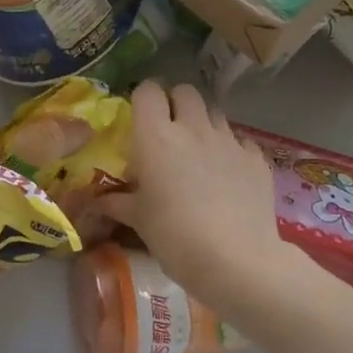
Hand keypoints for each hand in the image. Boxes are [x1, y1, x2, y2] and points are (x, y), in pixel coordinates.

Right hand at [98, 81, 287, 315]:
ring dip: (203, 123)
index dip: (144, 98)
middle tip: (169, 130)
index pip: (148, 91)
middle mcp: (192, 128)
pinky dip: (231, 150)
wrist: (237, 261)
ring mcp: (228, 140)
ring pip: (214, 112)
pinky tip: (228, 174)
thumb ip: (117, 202)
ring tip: (198, 152)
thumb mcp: (138, 220)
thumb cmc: (175, 236)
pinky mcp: (256, 158)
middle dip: (176, 103)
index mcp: (156, 136)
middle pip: (185, 92)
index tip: (141, 116)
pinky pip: (240, 141)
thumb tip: (96, 201)